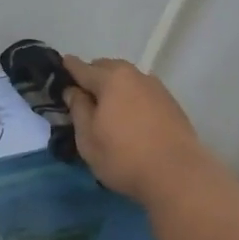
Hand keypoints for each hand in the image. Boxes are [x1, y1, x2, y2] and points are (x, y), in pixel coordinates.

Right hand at [61, 55, 221, 203]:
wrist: (177, 174)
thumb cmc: (123, 157)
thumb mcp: (88, 138)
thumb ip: (78, 109)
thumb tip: (73, 90)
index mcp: (111, 79)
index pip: (83, 68)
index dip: (69, 68)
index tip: (61, 65)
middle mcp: (136, 76)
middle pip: (108, 68)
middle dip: (93, 76)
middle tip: (83, 94)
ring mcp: (157, 88)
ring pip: (128, 79)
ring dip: (115, 87)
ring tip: (107, 107)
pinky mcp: (171, 104)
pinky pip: (143, 92)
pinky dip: (132, 98)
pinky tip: (130, 117)